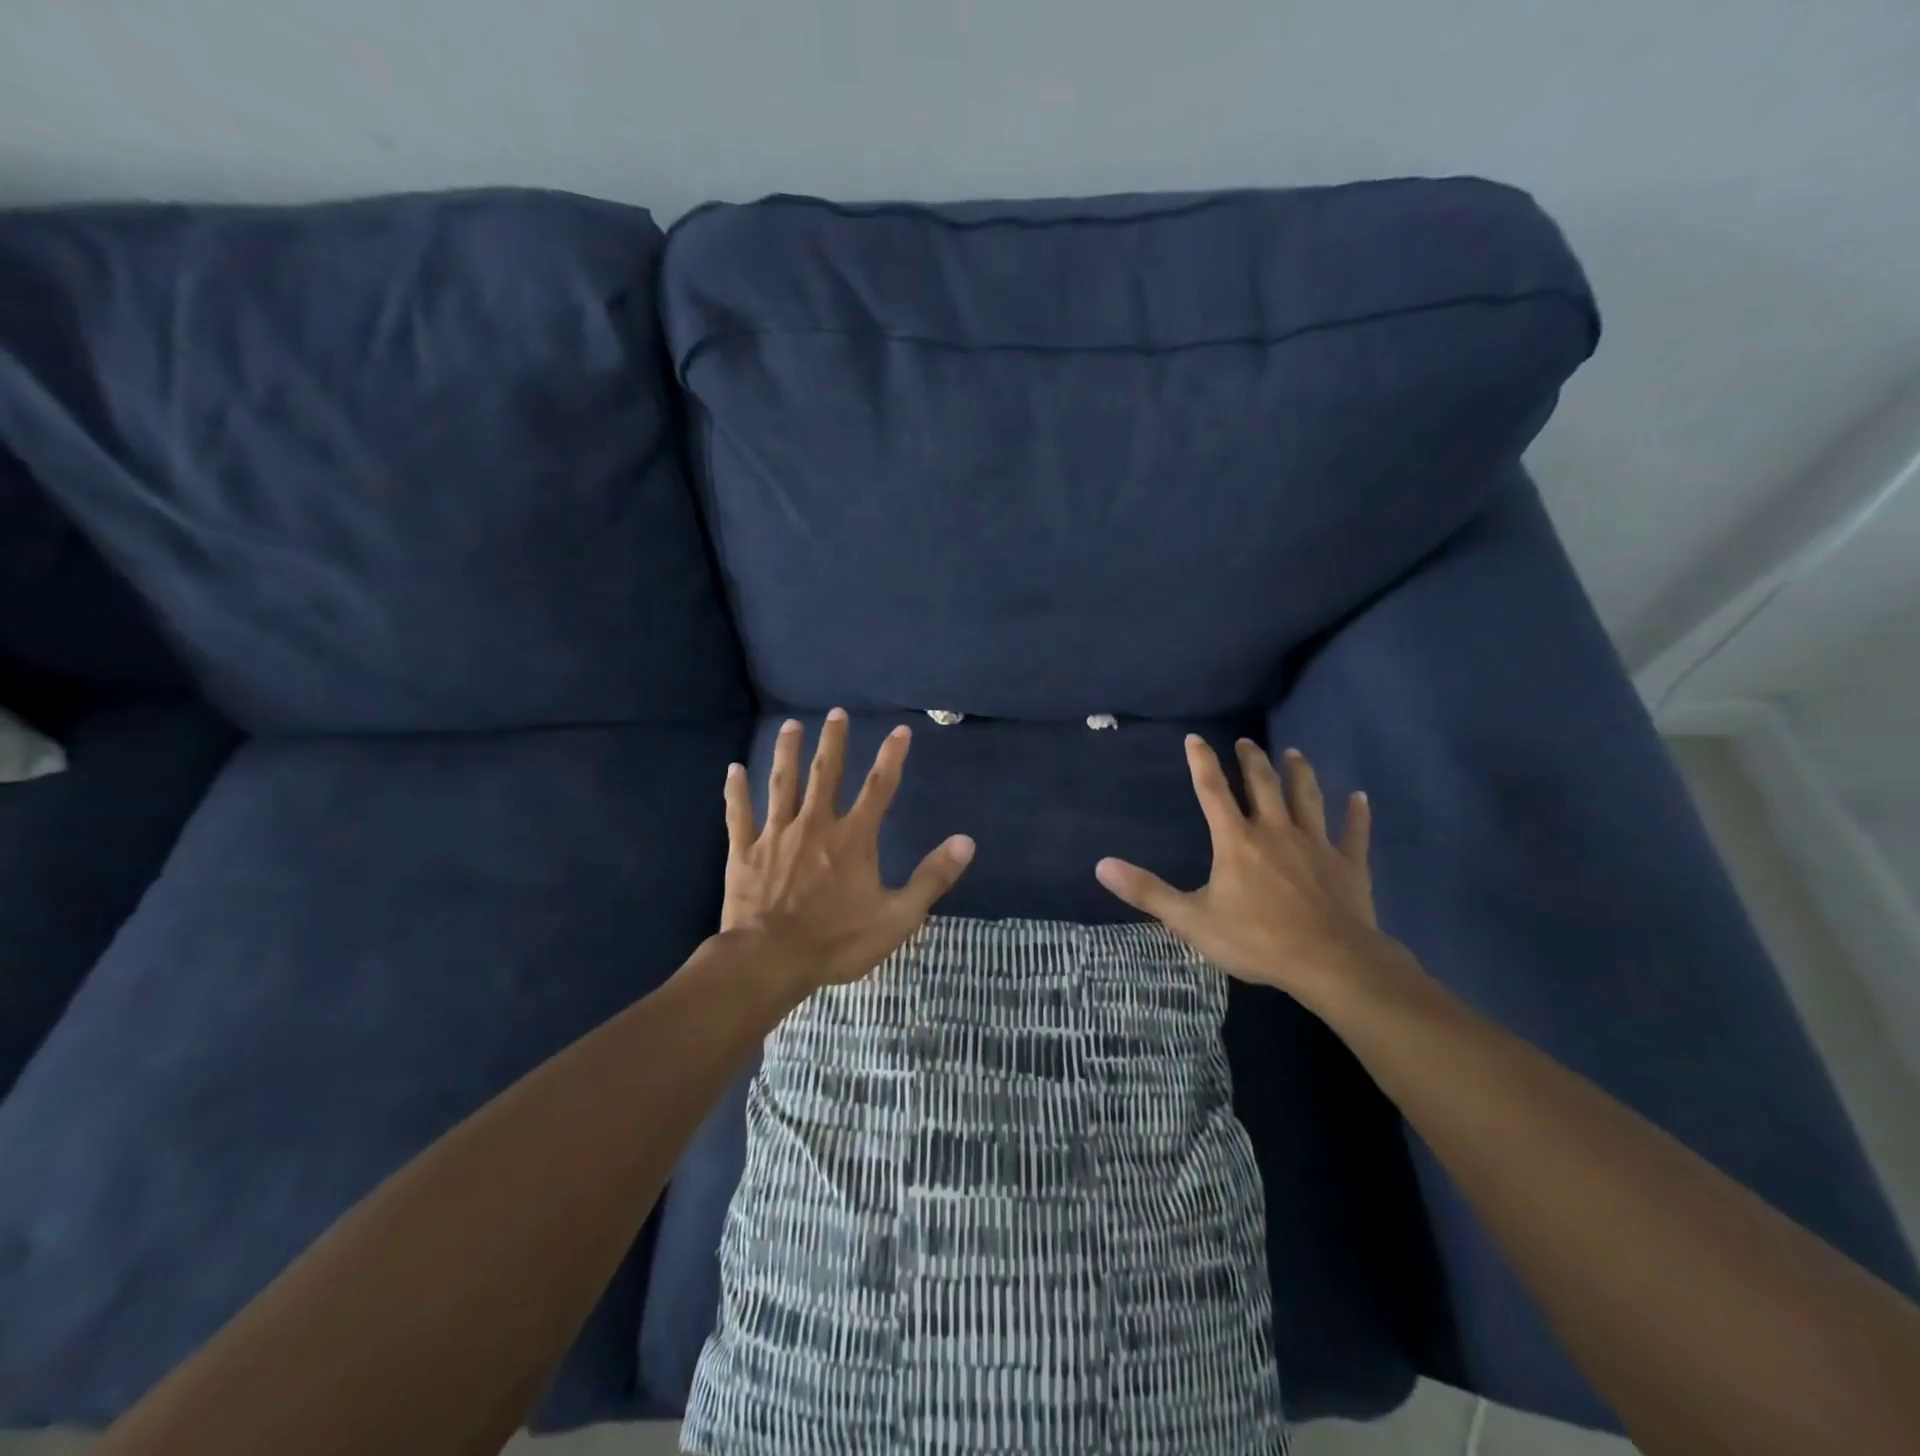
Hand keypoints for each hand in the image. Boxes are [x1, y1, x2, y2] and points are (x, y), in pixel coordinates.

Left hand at [721, 709, 974, 993]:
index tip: (900, 730)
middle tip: (835, 712)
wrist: (770, 961)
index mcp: (853, 838)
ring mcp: (776, 835)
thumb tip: (966, 842)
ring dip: (787, 753)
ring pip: (782, 784)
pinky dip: (736, 791)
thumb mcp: (898, 917)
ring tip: (790, 725)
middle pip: (826, 774)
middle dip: (833, 742)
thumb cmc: (837, 941)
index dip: (892, 757)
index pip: (879, 788)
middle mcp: (815, 825)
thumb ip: (932, 877)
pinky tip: (733, 770)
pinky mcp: (745, 852)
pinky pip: (739, 814)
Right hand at [1095, 737, 1412, 1010]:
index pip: (1213, 791)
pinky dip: (1356, 814)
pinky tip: (1360, 797)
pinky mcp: (1348, 864)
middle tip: (1247, 742)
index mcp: (1236, 841)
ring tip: (1294, 753)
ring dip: (1300, 774)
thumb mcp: (1191, 920)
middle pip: (1263, 785)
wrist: (1330, 962)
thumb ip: (1147, 892)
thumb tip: (1101, 865)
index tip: (1196, 738)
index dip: (1202, 763)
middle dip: (1253, 761)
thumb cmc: (1257, 940)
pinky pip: (1353, 833)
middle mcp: (1275, 831)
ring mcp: (1315, 845)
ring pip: (1308, 798)